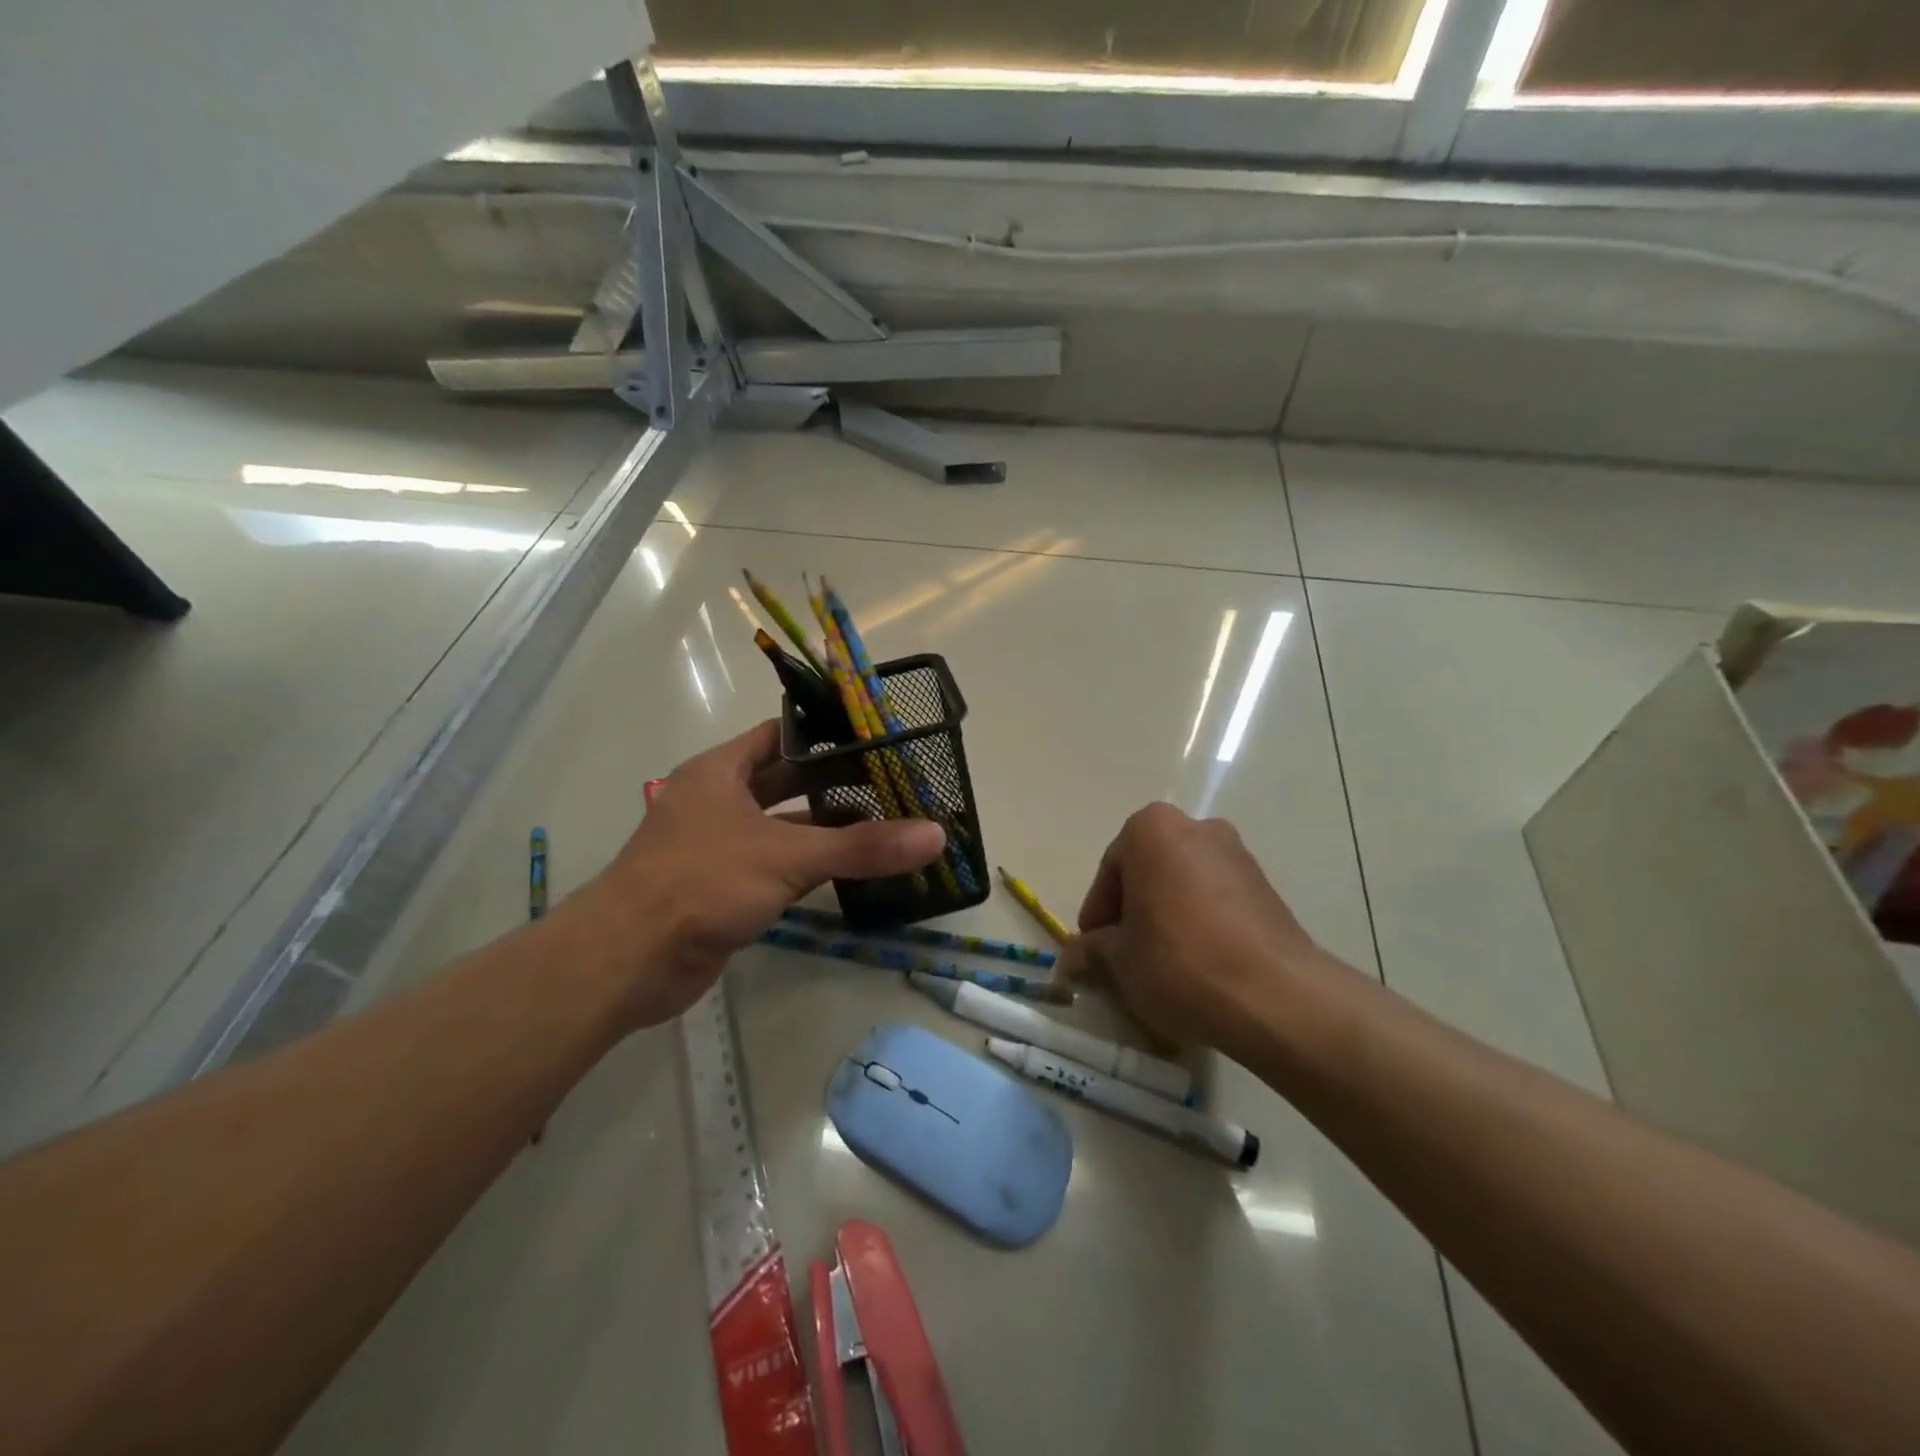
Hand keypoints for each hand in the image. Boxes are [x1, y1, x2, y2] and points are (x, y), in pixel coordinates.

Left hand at [568, 720, 945, 1028]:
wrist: (628, 959)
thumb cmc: (702, 883)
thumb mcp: (788, 857)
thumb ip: (863, 848)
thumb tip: (934, 836)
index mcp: (720, 771)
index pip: (781, 735)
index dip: (826, 735)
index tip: (876, 739)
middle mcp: (716, 800)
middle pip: (784, 781)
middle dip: (834, 783)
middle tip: (891, 784)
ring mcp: (716, 845)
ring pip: (780, 825)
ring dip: (823, 827)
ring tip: (882, 825)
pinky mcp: (720, 886)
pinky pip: (773, 863)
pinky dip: (806, 864)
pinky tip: (848, 870)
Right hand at [1058, 803, 1338, 1058]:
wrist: (1276, 995)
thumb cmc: (1179, 962)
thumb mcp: (1121, 960)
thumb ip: (1092, 950)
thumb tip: (1071, 957)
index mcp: (1151, 830)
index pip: (1110, 870)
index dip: (1098, 913)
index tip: (1094, 948)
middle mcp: (1196, 827)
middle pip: (1148, 870)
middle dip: (1133, 910)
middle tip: (1123, 954)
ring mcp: (1237, 853)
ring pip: (1183, 883)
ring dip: (1167, 915)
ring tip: (1161, 963)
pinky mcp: (1266, 885)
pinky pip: (1216, 898)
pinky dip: (1200, 922)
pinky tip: (1198, 964)